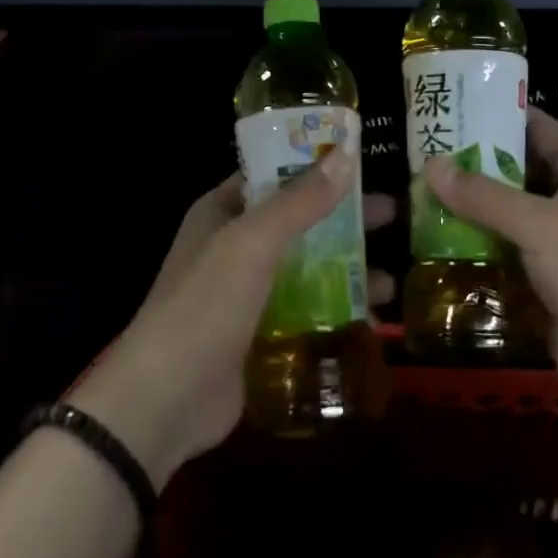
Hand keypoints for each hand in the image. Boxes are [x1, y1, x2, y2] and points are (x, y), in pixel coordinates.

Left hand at [71, 149, 394, 487]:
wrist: (164, 401)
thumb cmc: (206, 306)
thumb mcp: (253, 243)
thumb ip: (300, 201)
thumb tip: (345, 156)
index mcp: (222, 212)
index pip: (273, 173)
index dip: (314, 164)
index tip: (362, 160)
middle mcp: (233, 246)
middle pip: (298, 221)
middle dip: (343, 219)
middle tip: (393, 216)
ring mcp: (246, 292)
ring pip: (306, 268)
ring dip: (345, 270)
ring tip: (391, 281)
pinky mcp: (258, 334)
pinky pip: (305, 310)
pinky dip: (334, 310)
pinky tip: (371, 320)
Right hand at [424, 108, 557, 424]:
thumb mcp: (542, 225)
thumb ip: (485, 196)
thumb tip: (432, 166)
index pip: (535, 127)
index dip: (493, 116)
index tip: (446, 110)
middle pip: (514, 172)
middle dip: (469, 168)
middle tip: (417, 159)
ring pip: (505, 217)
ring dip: (467, 213)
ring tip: (414, 199)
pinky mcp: (546, 283)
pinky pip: (504, 257)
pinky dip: (475, 253)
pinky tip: (432, 248)